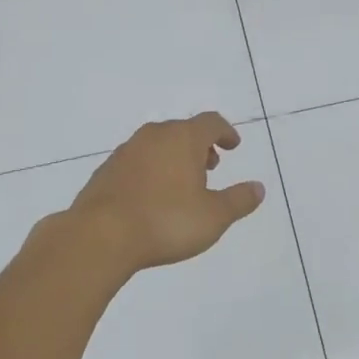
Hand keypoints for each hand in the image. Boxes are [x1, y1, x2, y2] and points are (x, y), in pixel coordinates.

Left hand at [66, 113, 265, 274]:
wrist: (99, 236)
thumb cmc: (166, 222)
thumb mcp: (214, 217)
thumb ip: (239, 200)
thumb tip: (258, 188)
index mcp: (183, 138)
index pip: (211, 122)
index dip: (225, 132)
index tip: (232, 146)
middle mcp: (154, 136)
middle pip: (182, 130)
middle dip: (200, 146)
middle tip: (210, 167)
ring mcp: (126, 151)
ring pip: (157, 144)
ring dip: (174, 157)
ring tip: (182, 184)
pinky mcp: (106, 170)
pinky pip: (137, 161)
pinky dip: (151, 170)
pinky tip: (152, 196)